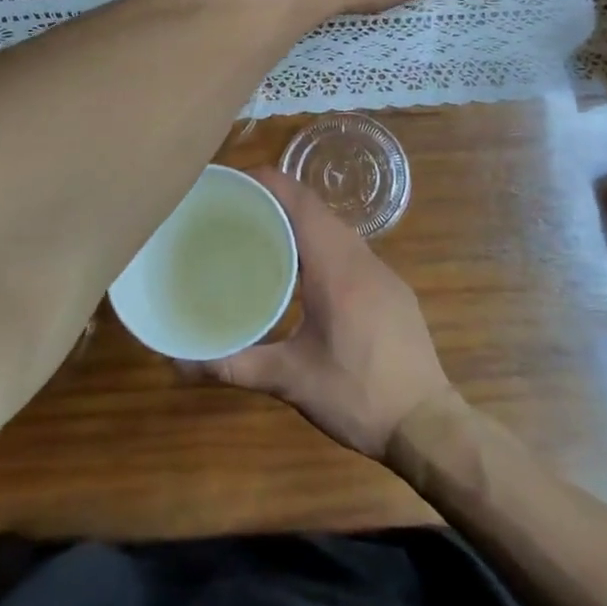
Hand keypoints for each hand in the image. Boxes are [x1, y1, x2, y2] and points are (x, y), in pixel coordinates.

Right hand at [198, 166, 454, 461]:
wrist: (427, 423)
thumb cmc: (358, 395)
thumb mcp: (291, 381)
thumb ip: (234, 366)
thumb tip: (180, 364)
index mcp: (335, 268)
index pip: (301, 203)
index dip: (269, 182)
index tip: (234, 181)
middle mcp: (361, 259)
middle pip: (318, 210)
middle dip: (279, 198)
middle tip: (237, 208)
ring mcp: (383, 272)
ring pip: (337, 229)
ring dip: (302, 221)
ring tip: (263, 233)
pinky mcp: (393, 289)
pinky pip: (352, 249)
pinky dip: (323, 243)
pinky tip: (305, 271)